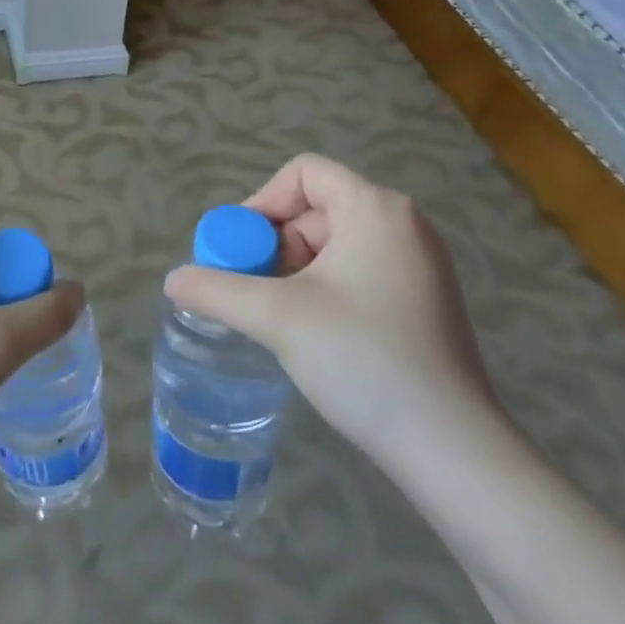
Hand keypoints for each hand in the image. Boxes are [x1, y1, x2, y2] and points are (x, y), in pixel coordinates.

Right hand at [163, 154, 495, 466]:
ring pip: (336, 245)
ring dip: (297, 272)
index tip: (239, 251)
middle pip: (317, 209)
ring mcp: (421, 265)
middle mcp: (404, 224)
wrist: (452, 450)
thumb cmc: (363, 359)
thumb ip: (217, 290)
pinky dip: (326, 290)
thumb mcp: (277, 317)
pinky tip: (314, 334)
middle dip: (276, 246)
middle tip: (254, 292)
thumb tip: (172, 280)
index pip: (304, 173)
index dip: (262, 202)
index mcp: (376, 208)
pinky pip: (360, 272)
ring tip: (279, 318)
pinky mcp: (426, 301)